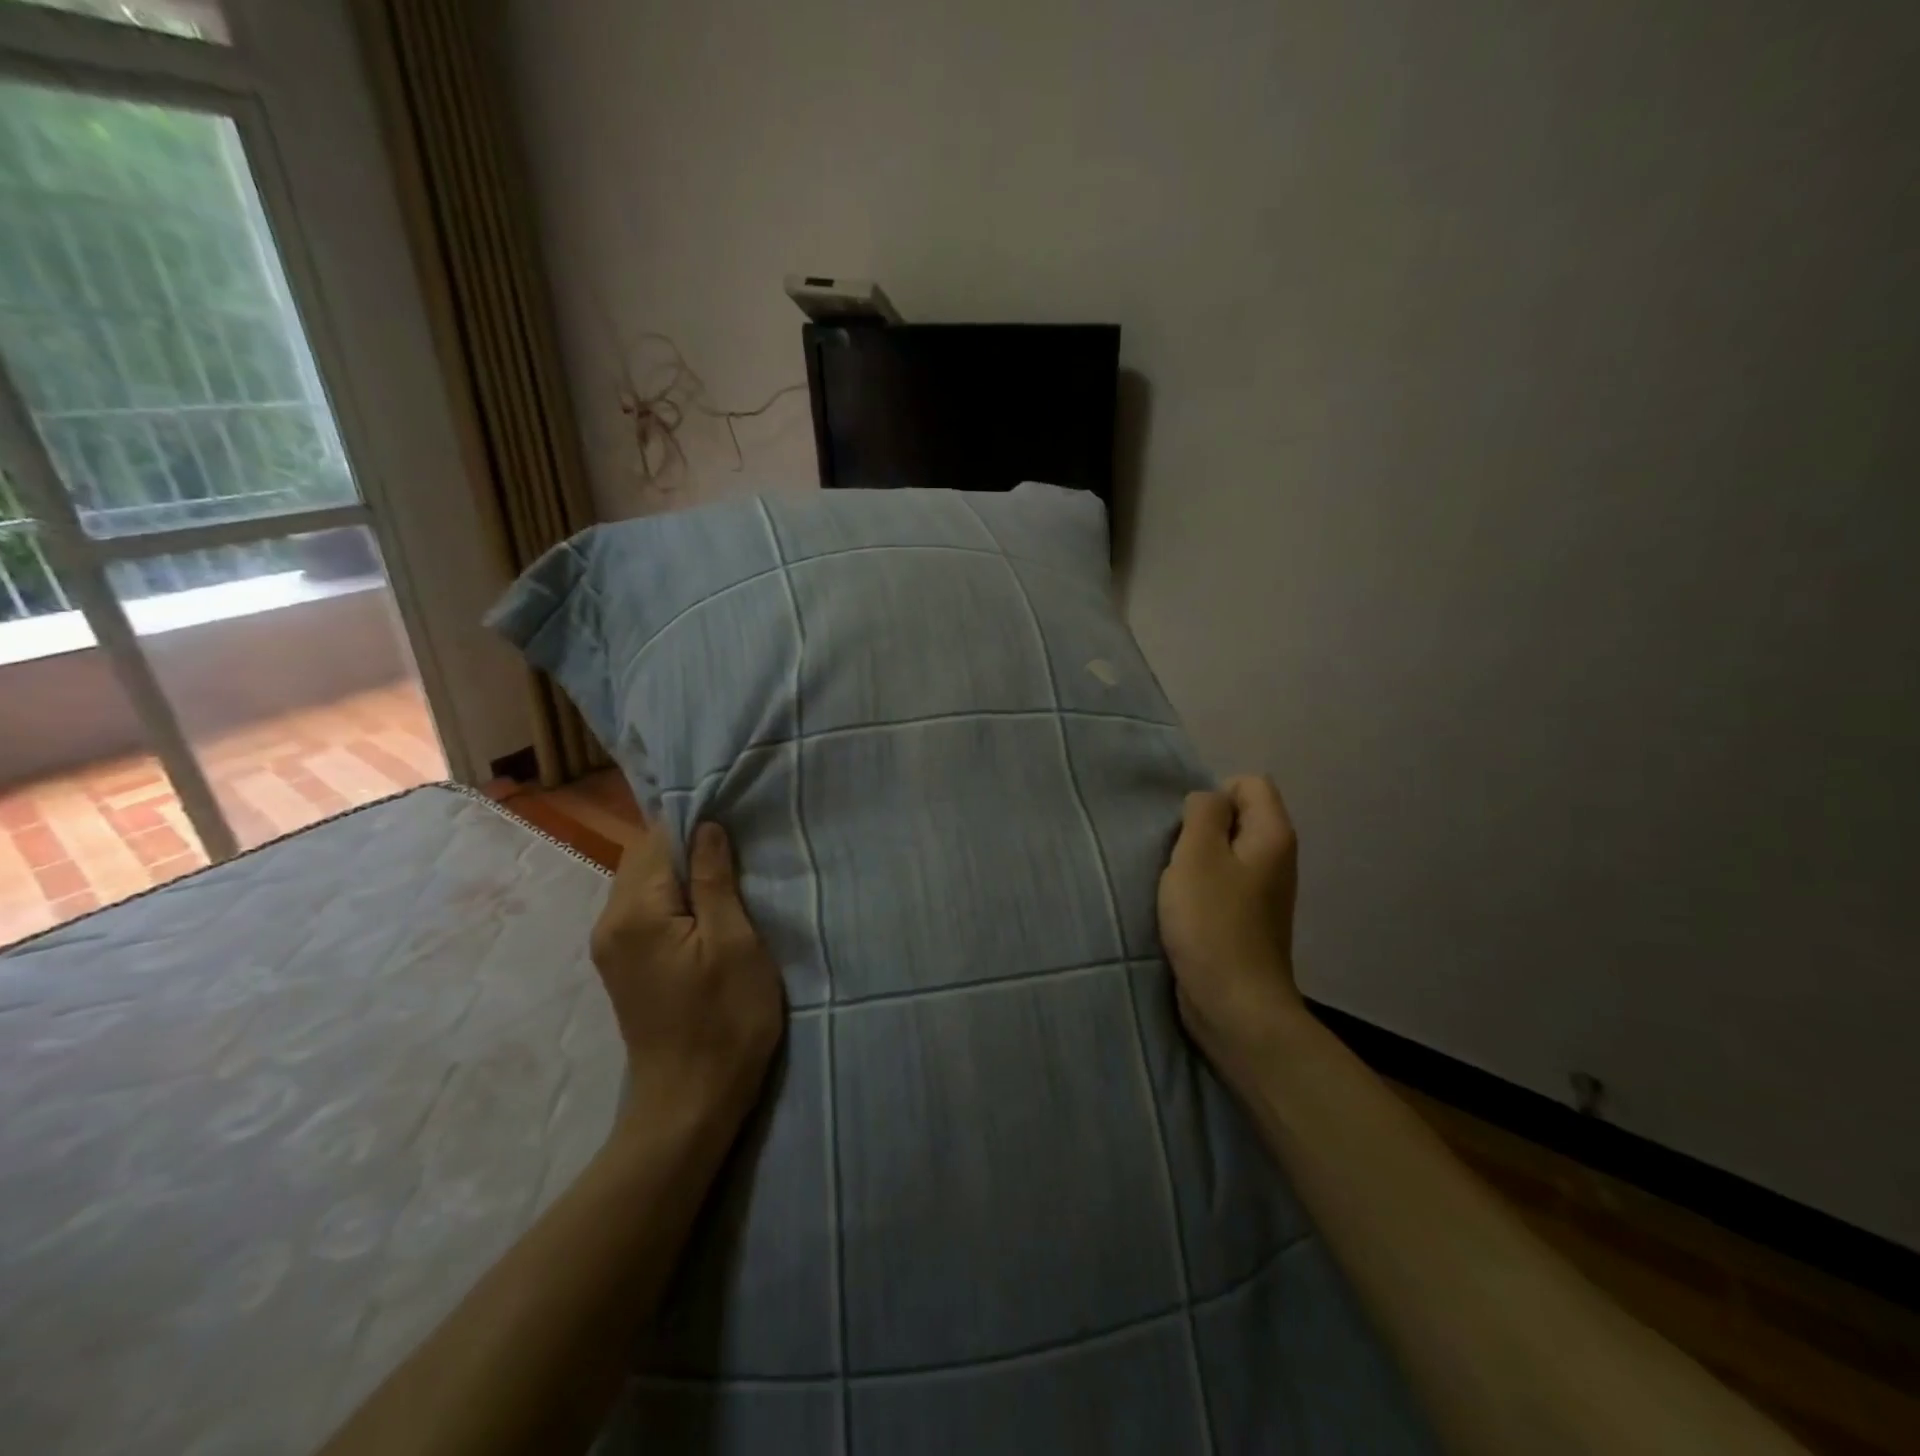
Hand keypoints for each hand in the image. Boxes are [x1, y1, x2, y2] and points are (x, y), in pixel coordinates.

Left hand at [589, 820, 785, 1131]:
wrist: (691, 1102)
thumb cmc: (725, 1018)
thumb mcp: (734, 942)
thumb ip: (716, 879)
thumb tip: (706, 825)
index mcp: (635, 912)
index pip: (658, 839)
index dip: (696, 824)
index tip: (735, 823)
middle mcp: (610, 922)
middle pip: (645, 858)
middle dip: (688, 846)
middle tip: (738, 850)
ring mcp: (611, 946)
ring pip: (644, 883)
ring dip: (682, 873)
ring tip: (728, 877)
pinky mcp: (622, 964)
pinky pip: (644, 909)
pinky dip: (673, 898)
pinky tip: (706, 909)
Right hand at [1157, 776, 1306, 1083]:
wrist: (1234, 1005)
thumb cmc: (1212, 924)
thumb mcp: (1197, 855)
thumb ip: (1202, 814)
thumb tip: (1208, 801)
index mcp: (1272, 835)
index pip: (1249, 783)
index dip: (1214, 796)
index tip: (1187, 829)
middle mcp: (1277, 858)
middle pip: (1237, 817)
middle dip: (1200, 829)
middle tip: (1177, 856)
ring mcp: (1264, 892)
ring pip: (1225, 852)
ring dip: (1195, 861)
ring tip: (1175, 884)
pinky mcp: (1247, 919)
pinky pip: (1222, 884)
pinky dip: (1200, 888)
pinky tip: (1182, 909)